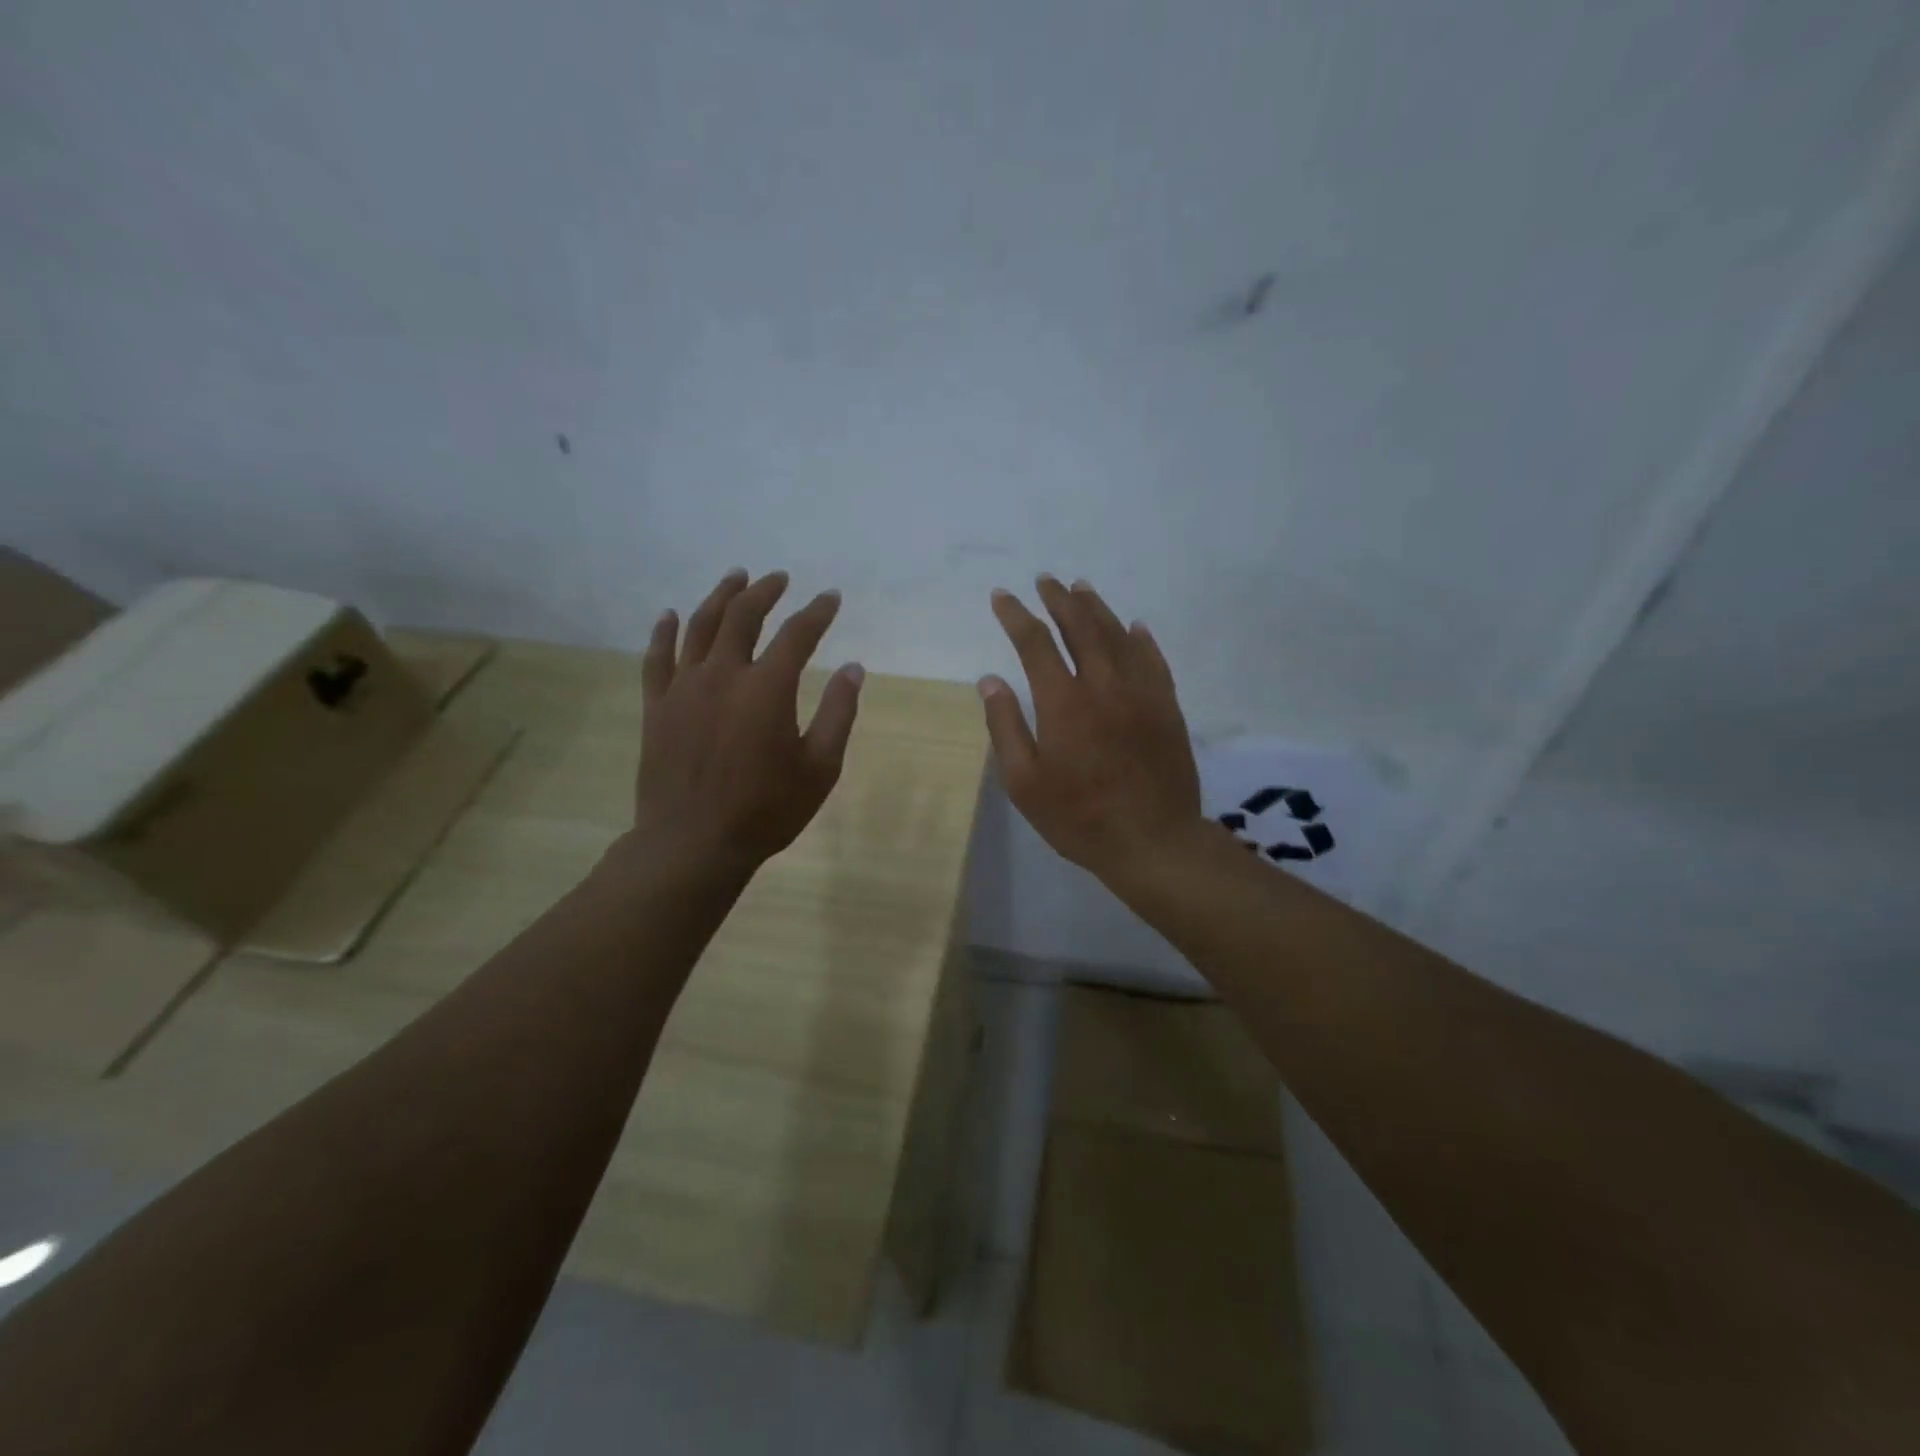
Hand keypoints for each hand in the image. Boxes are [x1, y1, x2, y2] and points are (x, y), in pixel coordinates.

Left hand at [631, 568, 862, 876]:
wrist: (693, 843)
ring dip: (720, 597)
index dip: (817, 613)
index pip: (797, 635)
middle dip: (765, 592)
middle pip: (743, 617)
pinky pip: (656, 658)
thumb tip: (854, 669)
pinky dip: (663, 632)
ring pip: (698, 626)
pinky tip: (669, 615)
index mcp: (767, 689)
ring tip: (735, 577)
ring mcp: (683, 688)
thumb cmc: (766, 811)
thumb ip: (838, 714)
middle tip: (779, 579)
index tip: (831, 598)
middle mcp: (723, 675)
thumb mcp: (819, 769)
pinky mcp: (656, 707)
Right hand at [980, 576, 1203, 884]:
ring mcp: (1141, 693)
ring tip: (1081, 589)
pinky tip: (1135, 627)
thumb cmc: (1079, 818)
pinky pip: (1154, 660)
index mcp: (1063, 703)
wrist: (1153, 842)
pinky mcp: (1167, 707)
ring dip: (1097, 608)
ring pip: (1118, 635)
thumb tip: (990, 680)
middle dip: (1059, 599)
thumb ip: (1005, 727)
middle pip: (1080, 627)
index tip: (1002, 596)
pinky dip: (1140, 639)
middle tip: (1046, 580)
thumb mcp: (1025, 783)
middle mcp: (1104, 685)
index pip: (1035, 643)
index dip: (1016, 615)